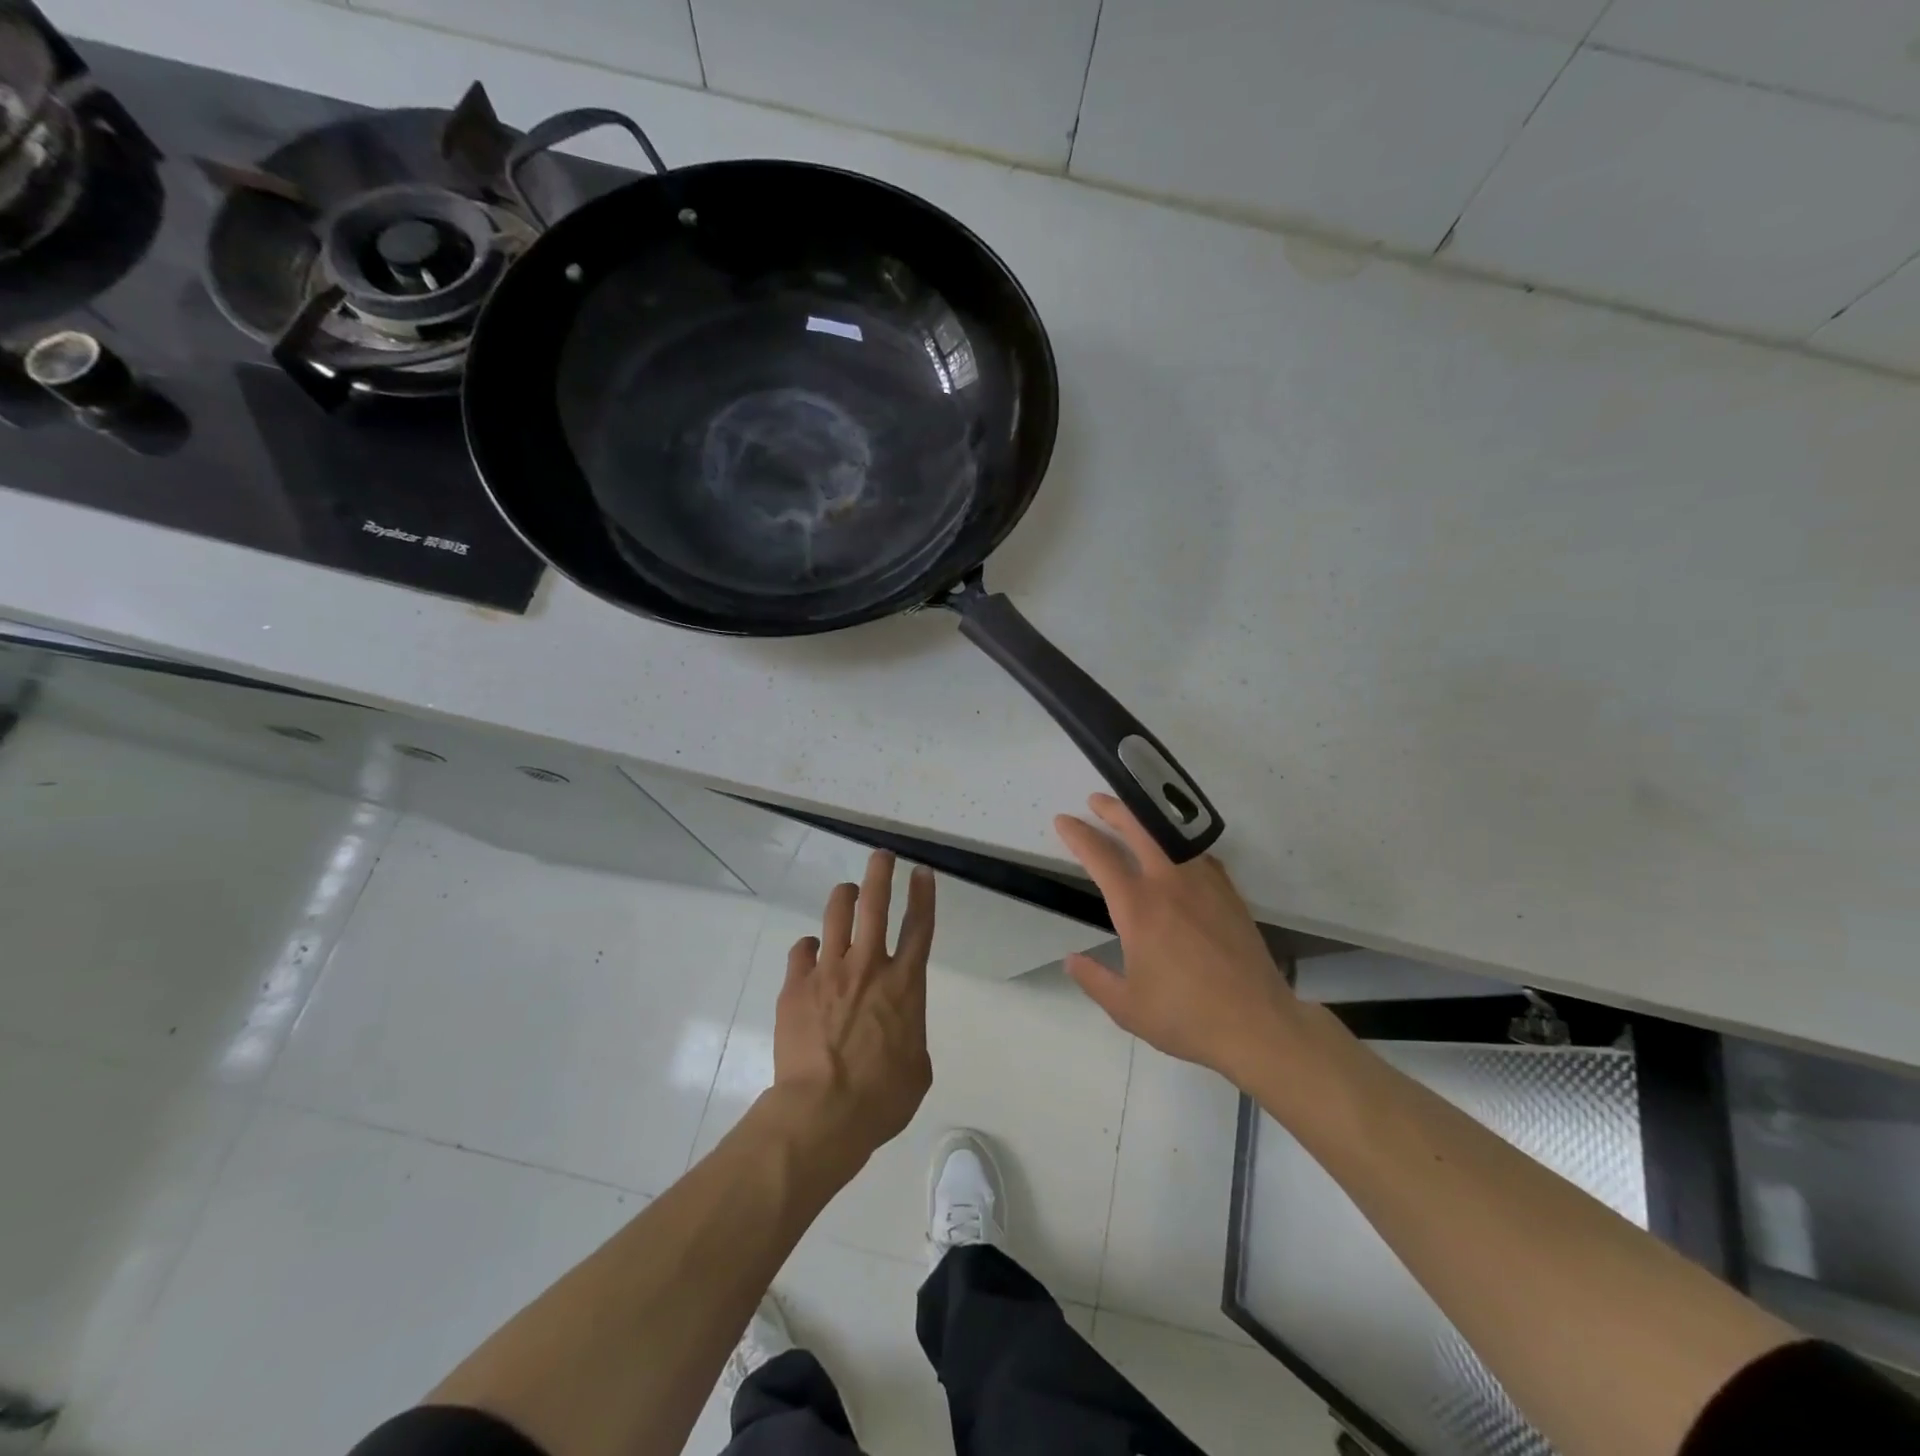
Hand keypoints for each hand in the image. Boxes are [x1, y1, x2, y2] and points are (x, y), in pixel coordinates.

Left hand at [772, 850, 935, 1163]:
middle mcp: (869, 966)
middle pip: (876, 905)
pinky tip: (812, 951)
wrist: (822, 1112)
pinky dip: (810, 947)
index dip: (923, 895)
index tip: (922, 872)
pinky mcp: (797, 986)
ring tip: (847, 890)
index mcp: (904, 985)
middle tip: (882, 856)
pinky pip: (802, 950)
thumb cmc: (881, 1098)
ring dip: (844, 896)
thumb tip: (898, 1031)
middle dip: (881, 873)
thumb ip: (910, 1036)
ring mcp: (829, 972)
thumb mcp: (917, 1069)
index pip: (919, 927)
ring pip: (836, 915)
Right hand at [1055, 795, 1297, 1085]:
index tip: (1063, 821)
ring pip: (1172, 837)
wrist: (1257, 1024)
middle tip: (1096, 800)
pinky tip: (1178, 854)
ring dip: (1147, 822)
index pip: (1100, 857)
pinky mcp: (1229, 894)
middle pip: (1139, 829)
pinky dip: (1181, 845)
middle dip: (1114, 809)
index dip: (1078, 834)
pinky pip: (1200, 855)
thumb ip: (1094, 979)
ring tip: (1135, 819)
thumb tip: (1071, 961)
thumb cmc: (1185, 1016)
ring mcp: (1204, 884)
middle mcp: (1169, 884)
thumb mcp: (1126, 1007)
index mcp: (1138, 907)